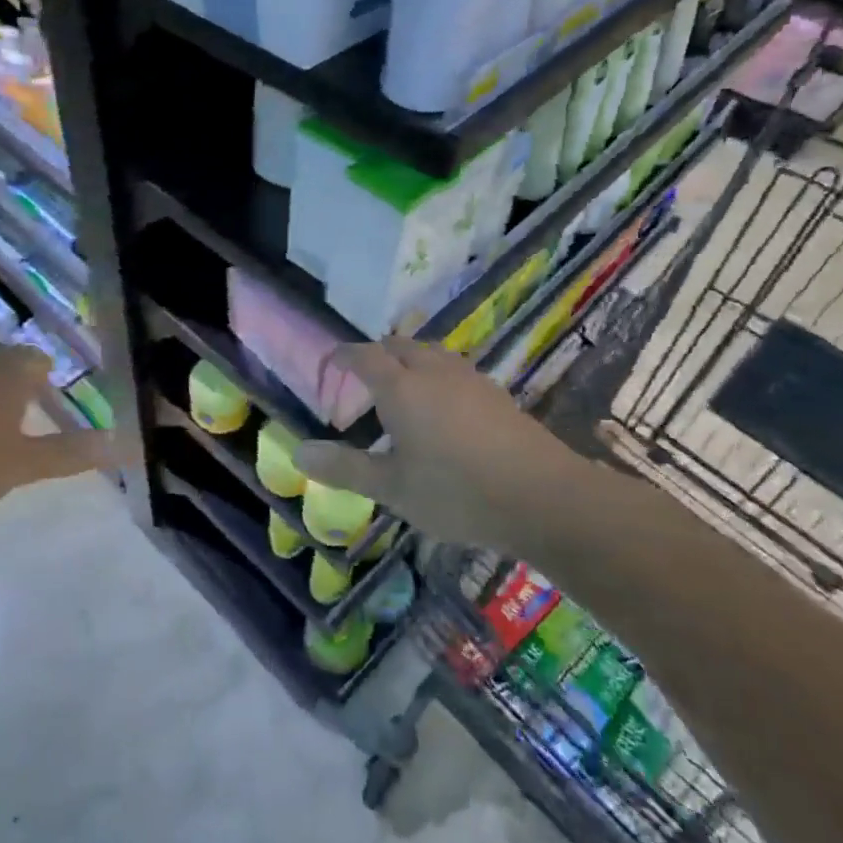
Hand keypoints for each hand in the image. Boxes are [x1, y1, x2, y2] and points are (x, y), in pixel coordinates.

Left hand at [0, 345, 117, 517]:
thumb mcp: (22, 464)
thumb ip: (68, 454)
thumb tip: (120, 443)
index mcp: (12, 370)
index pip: (42, 362)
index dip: (53, 385)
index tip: (60, 411)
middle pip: (12, 367)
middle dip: (25, 392)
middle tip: (36, 424)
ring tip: (1, 438)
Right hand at [294, 339, 586, 550]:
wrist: (544, 496)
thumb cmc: (456, 491)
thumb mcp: (392, 488)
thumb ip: (344, 468)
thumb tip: (298, 453)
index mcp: (401, 386)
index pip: (362, 355)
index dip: (341, 356)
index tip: (329, 364)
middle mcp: (433, 371)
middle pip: (398, 345)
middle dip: (376, 355)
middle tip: (362, 383)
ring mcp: (470, 379)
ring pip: (430, 353)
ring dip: (408, 362)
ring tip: (401, 392)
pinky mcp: (496, 394)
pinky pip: (454, 370)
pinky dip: (436, 377)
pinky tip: (443, 411)